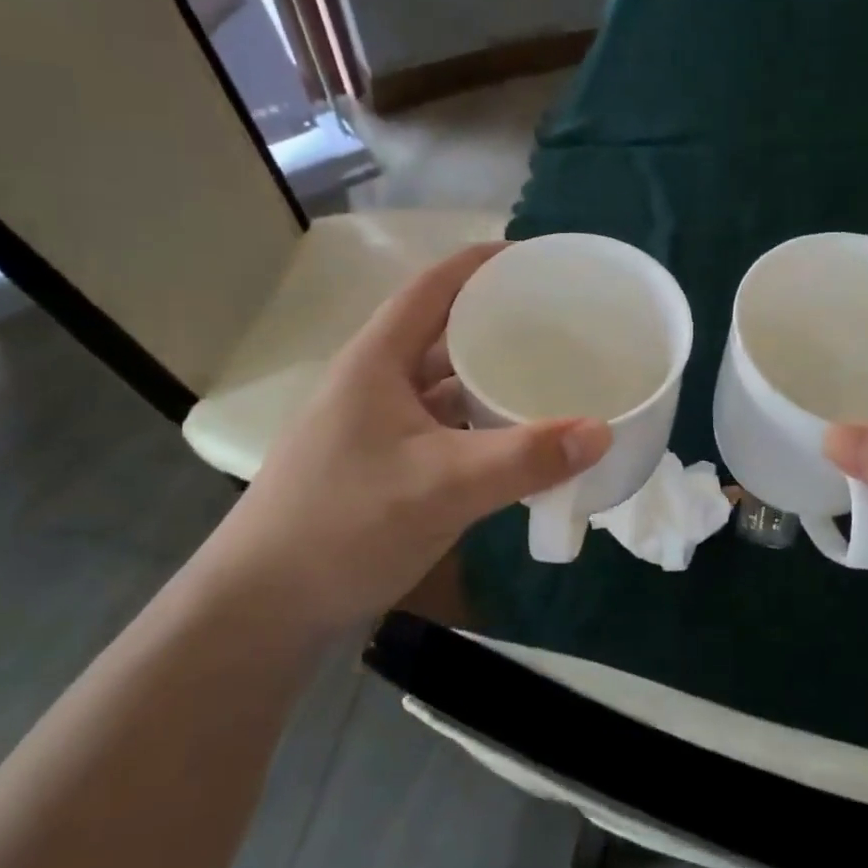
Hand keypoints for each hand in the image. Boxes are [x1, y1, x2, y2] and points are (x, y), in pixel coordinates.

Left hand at [196, 243, 610, 632]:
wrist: (265, 606)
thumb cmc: (344, 524)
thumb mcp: (442, 486)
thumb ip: (524, 458)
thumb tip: (602, 432)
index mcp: (378, 360)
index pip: (435, 286)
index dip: (484, 263)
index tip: (539, 260)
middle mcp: (377, 381)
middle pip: (444, 332)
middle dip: (499, 322)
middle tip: (561, 323)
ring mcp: (378, 425)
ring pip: (445, 384)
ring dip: (491, 378)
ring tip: (551, 375)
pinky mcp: (384, 464)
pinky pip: (444, 426)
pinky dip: (481, 424)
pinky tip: (516, 438)